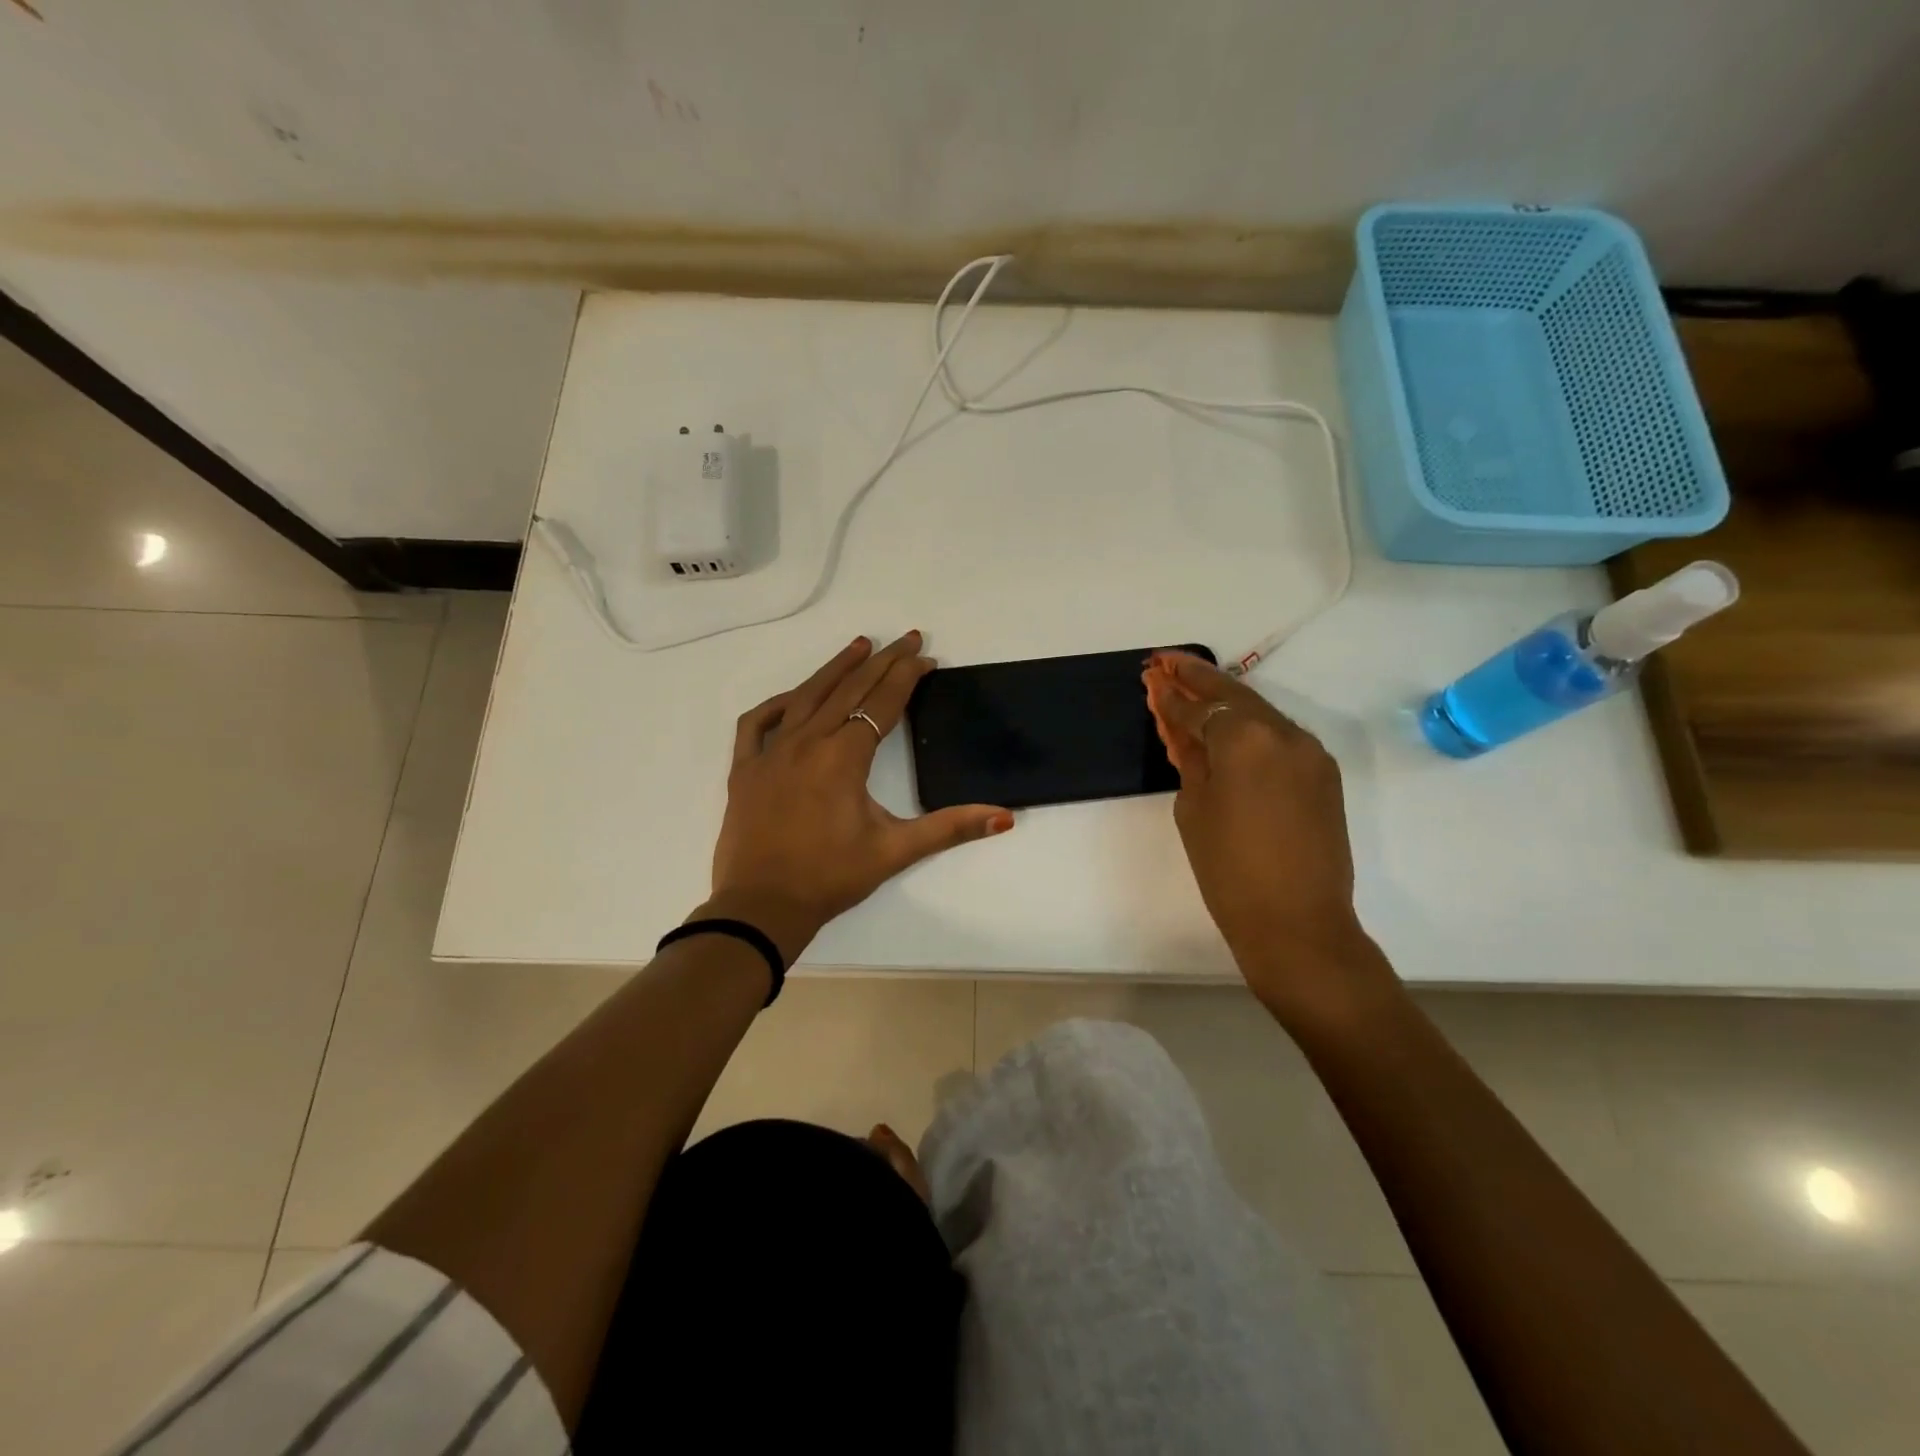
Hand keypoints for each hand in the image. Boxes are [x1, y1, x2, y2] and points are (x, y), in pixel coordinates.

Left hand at [704, 632, 1013, 960]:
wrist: (761, 907)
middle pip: (849, 689)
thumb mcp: (895, 851)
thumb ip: (950, 828)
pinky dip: (778, 703)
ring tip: (859, 645)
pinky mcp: (744, 769)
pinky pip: (758, 723)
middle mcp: (806, 742)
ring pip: (805, 696)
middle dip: (882, 661)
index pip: (882, 703)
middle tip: (906, 638)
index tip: (927, 658)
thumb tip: (1004, 817)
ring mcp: (770, 753)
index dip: (907, 677)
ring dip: (835, 668)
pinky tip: (793, 697)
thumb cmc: (830, 878)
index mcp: (843, 756)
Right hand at [1143, 651, 1392, 1022]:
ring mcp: (1309, 751)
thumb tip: (1181, 727)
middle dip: (1196, 677)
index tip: (1150, 677)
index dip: (1170, 695)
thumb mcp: (1194, 808)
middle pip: (1232, 695)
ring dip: (1223, 699)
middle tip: (1165, 661)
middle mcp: (1283, 732)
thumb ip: (1190, 757)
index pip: (1198, 708)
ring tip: (1189, 685)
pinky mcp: (1322, 772)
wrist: (1297, 923)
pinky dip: (1248, 727)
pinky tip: (1225, 725)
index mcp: (1245, 738)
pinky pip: (1277, 737)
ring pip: (1258, 712)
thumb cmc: (1229, 870)